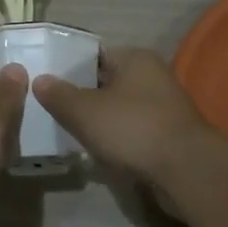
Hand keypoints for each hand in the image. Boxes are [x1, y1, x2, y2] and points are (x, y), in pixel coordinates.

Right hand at [33, 47, 208, 184]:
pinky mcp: (169, 136)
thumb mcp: (86, 111)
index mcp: (135, 58)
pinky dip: (117, 139)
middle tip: (52, 109)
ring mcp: (164, 107)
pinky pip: (134, 131)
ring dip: (100, 120)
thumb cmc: (134, 128)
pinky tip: (98, 152)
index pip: (94, 54)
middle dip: (83, 96)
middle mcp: (153, 76)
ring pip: (120, 108)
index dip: (69, 66)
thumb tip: (40, 80)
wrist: (188, 172)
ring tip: (70, 132)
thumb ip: (59, 95)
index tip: (46, 81)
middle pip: (107, 81)